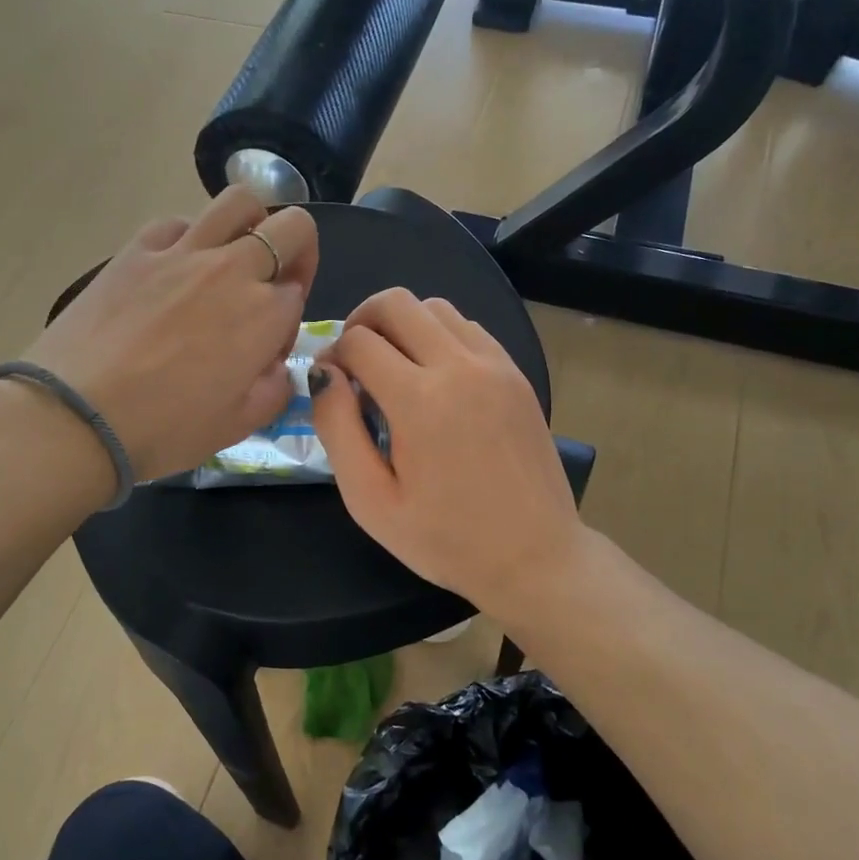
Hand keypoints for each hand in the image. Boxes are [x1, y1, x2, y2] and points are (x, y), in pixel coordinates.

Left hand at [22, 186, 318, 483]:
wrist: (76, 417)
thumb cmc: (164, 430)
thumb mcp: (238, 426)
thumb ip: (275, 389)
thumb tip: (274, 365)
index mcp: (264, 315)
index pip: (299, 294)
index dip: (289, 322)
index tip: (265, 351)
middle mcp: (232, 270)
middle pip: (291, 227)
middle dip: (297, 251)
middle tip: (273, 283)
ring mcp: (181, 252)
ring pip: (239, 202)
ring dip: (251, 224)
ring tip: (232, 258)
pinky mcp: (136, 249)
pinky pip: (177, 222)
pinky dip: (190, 237)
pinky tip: (174, 268)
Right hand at [313, 288, 587, 620]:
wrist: (535, 556)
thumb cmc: (445, 539)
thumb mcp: (371, 501)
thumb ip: (338, 429)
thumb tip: (323, 373)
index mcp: (419, 400)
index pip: (358, 341)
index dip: (331, 356)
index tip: (329, 384)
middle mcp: (459, 366)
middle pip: (395, 303)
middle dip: (361, 322)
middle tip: (353, 361)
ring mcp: (495, 365)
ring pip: (434, 307)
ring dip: (402, 325)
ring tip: (393, 366)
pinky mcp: (516, 373)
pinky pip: (468, 327)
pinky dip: (440, 335)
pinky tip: (434, 376)